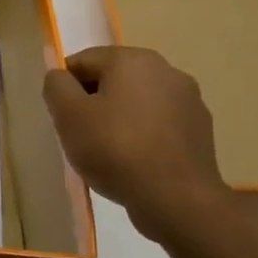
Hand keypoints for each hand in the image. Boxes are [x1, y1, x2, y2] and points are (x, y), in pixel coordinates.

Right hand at [43, 46, 233, 240]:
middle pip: (113, 79)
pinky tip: (134, 161)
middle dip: (93, 101)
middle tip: (81, 134)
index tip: (62, 116)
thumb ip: (56, 86)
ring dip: (119, 117)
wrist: (175, 197)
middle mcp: (166, 70)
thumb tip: (60, 77)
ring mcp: (189, 100)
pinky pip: (159, 123)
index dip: (65, 87)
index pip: (83, 61)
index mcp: (133, 59)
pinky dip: (142, 134)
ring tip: (108, 151)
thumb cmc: (114, 148)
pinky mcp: (201, 129)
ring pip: (137, 101)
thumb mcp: (68, 115)